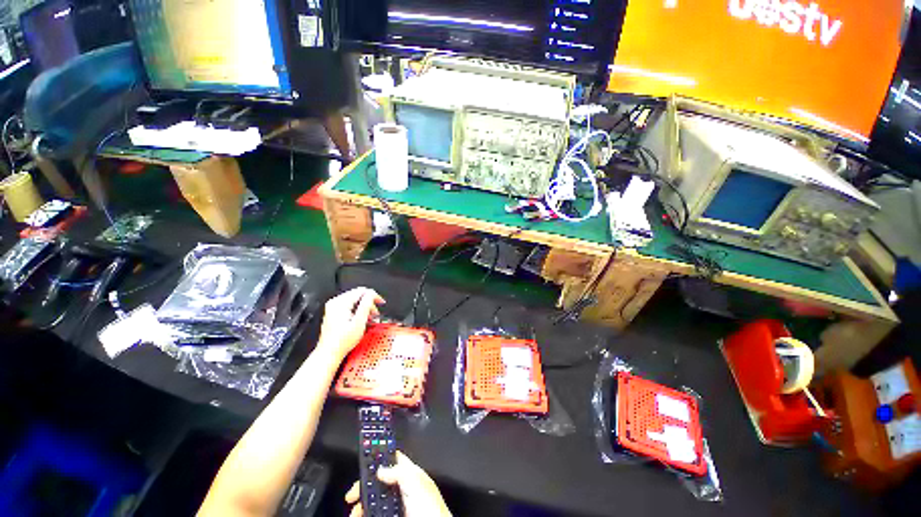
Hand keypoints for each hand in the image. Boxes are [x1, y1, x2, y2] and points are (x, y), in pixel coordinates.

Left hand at [317, 287, 384, 361]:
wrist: (329, 353)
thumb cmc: (342, 341)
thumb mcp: (359, 322)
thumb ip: (366, 305)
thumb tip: (371, 294)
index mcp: (340, 303)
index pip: (361, 291)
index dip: (374, 296)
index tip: (381, 303)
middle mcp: (335, 303)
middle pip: (358, 294)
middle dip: (369, 303)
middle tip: (375, 313)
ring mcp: (333, 307)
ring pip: (355, 300)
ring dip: (364, 307)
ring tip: (369, 317)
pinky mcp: (334, 312)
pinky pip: (350, 305)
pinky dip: (358, 310)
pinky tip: (362, 319)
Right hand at [345, 451, 450, 516]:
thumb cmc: (429, 506)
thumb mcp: (414, 481)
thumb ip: (398, 471)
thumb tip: (380, 469)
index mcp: (410, 474)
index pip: (392, 459)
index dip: (378, 459)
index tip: (362, 464)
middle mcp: (403, 488)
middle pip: (379, 482)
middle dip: (364, 487)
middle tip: (351, 496)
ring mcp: (398, 505)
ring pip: (375, 501)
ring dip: (362, 505)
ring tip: (355, 513)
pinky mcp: (394, 516)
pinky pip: (377, 513)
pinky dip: (367, 514)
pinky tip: (361, 516)